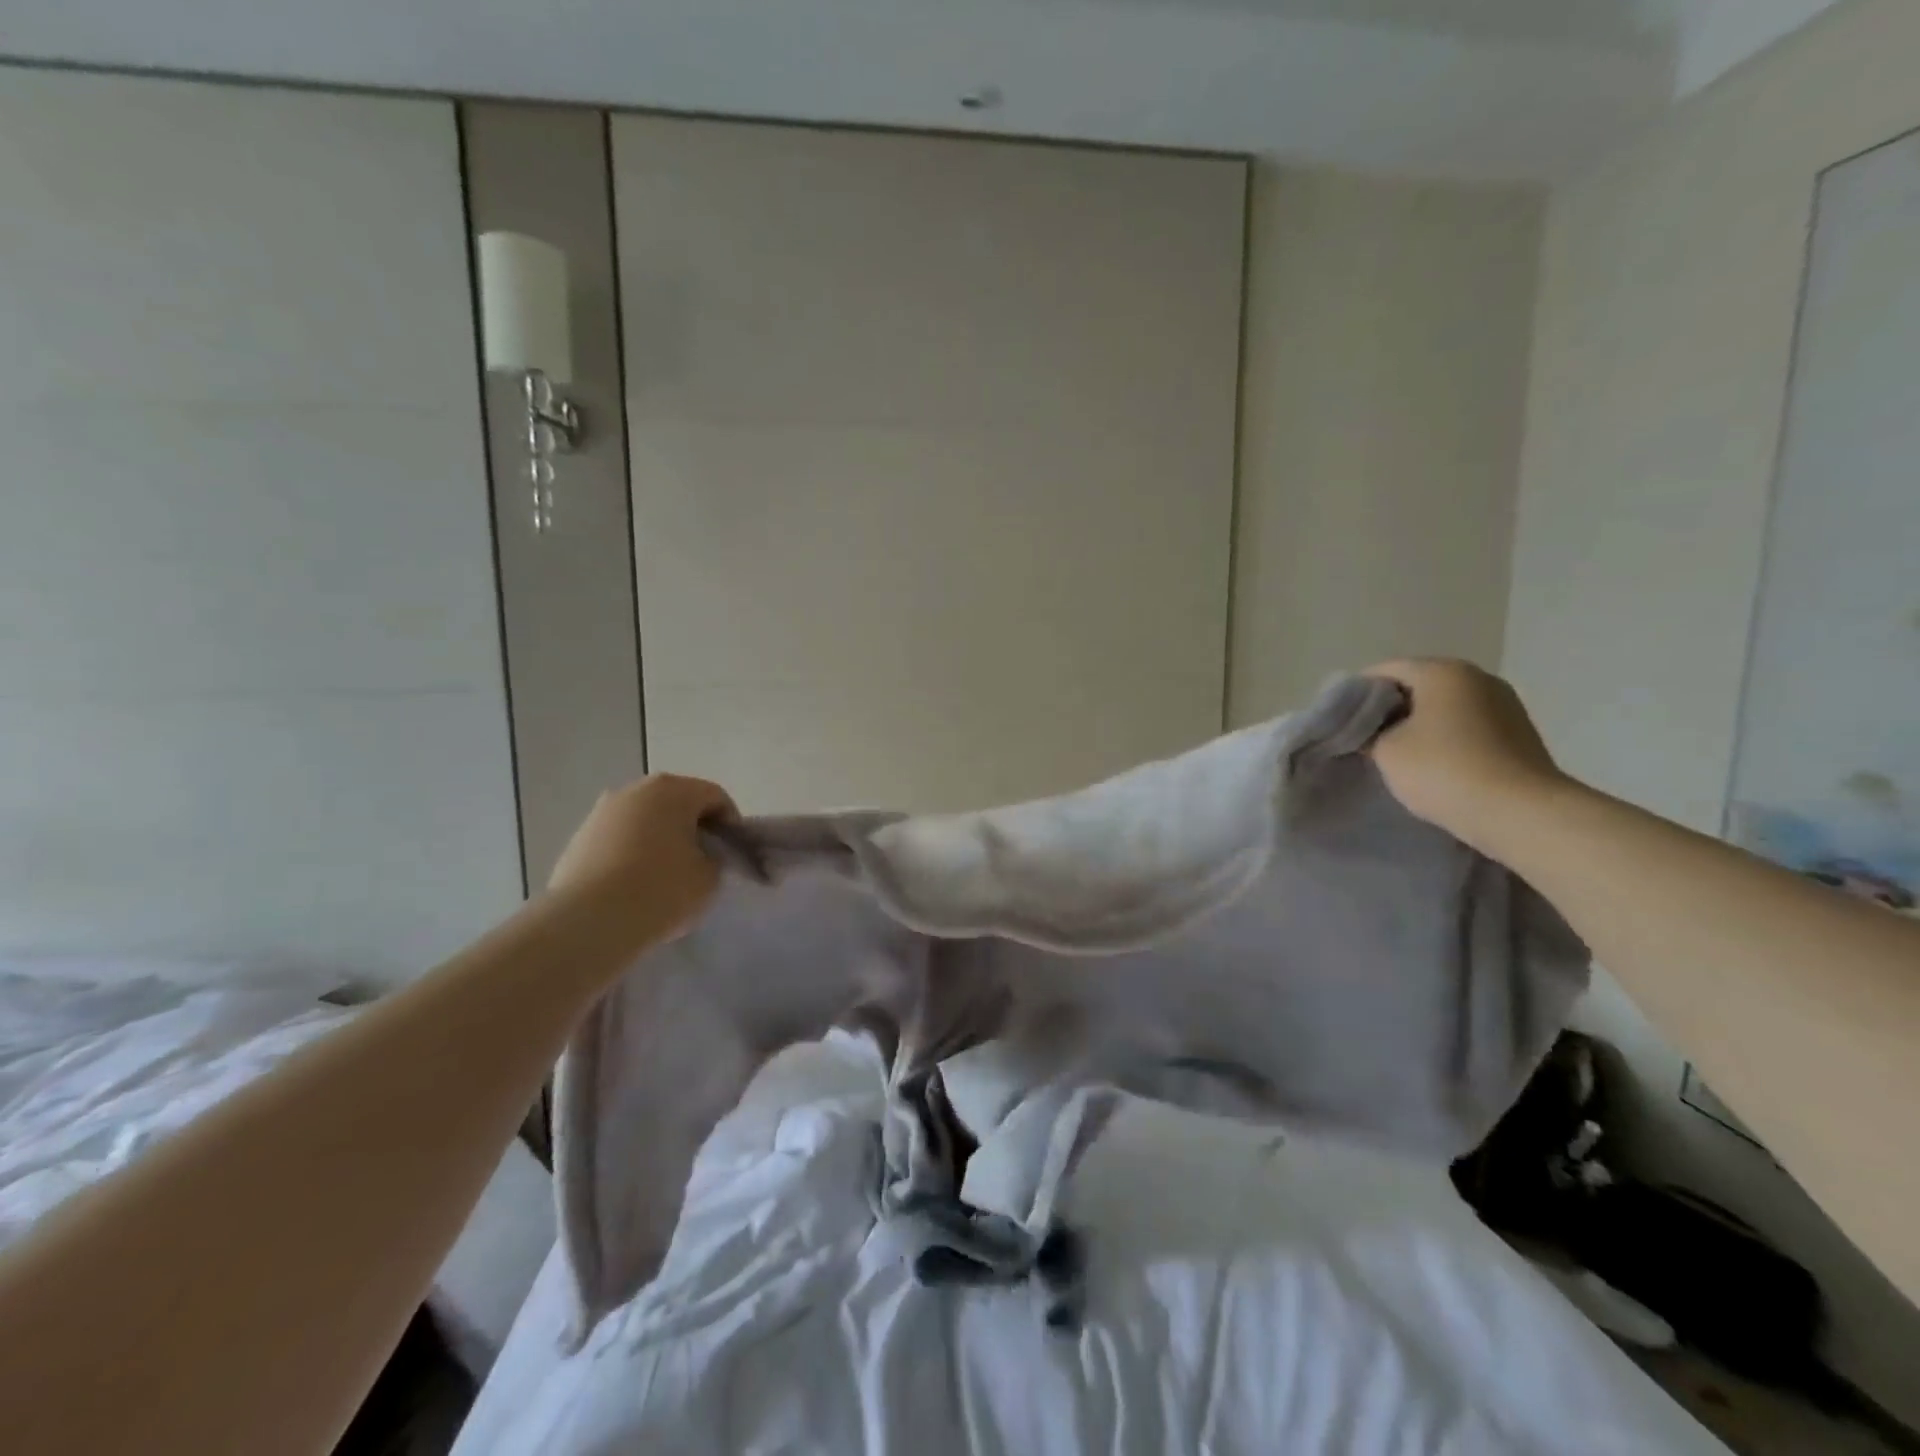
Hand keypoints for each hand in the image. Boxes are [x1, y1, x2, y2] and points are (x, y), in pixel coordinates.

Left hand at [548, 774, 736, 942]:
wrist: (589, 922)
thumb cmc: (661, 889)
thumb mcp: (710, 877)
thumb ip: (715, 858)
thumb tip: (702, 856)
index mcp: (673, 789)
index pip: (715, 797)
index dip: (731, 824)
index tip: (733, 853)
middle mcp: (634, 790)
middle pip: (677, 803)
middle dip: (693, 828)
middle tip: (703, 862)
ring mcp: (601, 813)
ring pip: (645, 821)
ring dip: (661, 840)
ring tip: (667, 877)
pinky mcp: (578, 839)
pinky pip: (619, 840)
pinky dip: (633, 854)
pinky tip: (636, 886)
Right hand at [1364, 659, 1567, 855]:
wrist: (1521, 813)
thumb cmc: (1443, 771)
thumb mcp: (1386, 751)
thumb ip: (1370, 732)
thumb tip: (1370, 730)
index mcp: (1442, 671)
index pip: (1384, 670)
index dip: (1356, 694)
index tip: (1340, 721)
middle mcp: (1477, 677)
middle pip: (1417, 684)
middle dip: (1389, 709)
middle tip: (1364, 738)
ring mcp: (1504, 704)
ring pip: (1444, 706)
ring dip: (1418, 724)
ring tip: (1397, 754)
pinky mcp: (1518, 732)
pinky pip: (1468, 725)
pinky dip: (1445, 737)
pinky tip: (1433, 763)